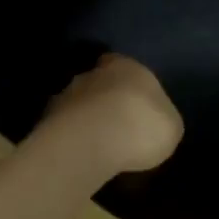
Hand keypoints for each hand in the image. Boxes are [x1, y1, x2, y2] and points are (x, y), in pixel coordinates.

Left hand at [34, 54, 182, 178]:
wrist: (91, 141)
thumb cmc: (142, 125)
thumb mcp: (171, 126)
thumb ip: (161, 116)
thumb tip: (154, 118)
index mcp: (127, 66)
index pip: (121, 64)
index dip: (127, 82)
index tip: (132, 101)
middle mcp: (92, 73)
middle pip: (98, 82)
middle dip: (104, 100)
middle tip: (116, 125)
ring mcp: (65, 95)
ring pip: (78, 104)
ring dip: (86, 119)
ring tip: (97, 144)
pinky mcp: (47, 120)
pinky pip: (64, 127)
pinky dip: (72, 137)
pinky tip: (81, 154)